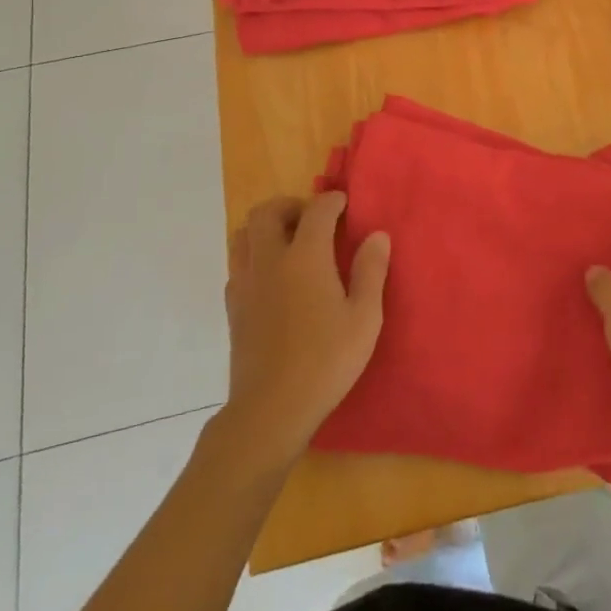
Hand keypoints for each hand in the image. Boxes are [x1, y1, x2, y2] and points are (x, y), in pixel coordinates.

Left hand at [222, 192, 390, 466]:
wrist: (271, 409)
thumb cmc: (326, 361)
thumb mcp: (364, 318)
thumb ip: (371, 271)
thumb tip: (377, 235)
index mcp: (305, 257)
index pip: (317, 210)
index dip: (332, 201)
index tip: (345, 204)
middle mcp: (270, 260)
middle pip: (267, 211)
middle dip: (290, 205)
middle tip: (312, 220)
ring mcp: (246, 284)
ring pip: (243, 235)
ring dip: (266, 228)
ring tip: (289, 244)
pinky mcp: (233, 308)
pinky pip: (237, 266)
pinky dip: (254, 258)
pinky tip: (273, 280)